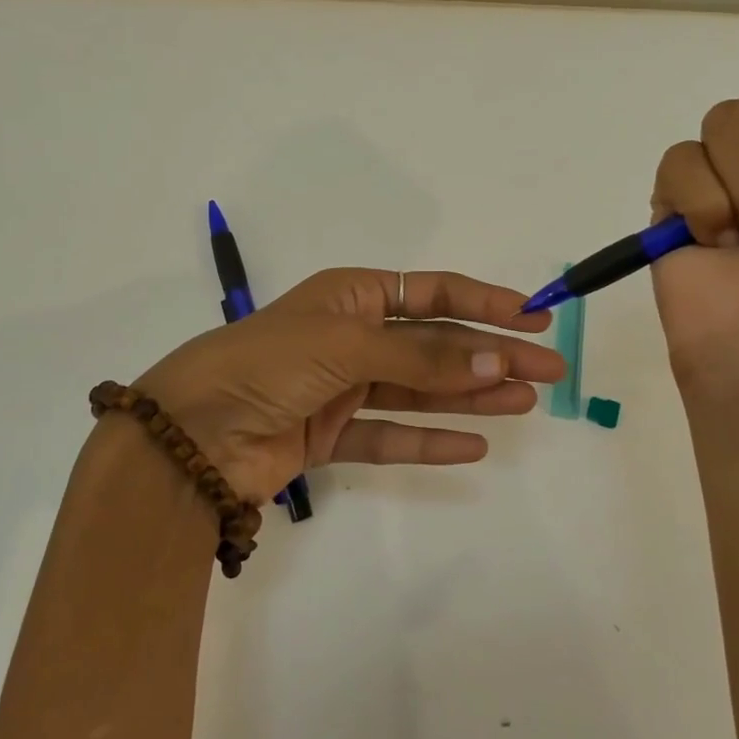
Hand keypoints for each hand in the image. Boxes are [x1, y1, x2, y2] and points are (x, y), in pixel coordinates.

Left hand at [134, 268, 563, 503]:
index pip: (432, 293)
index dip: (484, 302)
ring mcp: (341, 388)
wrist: (191, 434)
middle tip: (548, 370)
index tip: (534, 316)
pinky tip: (474, 444)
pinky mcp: (330, 435)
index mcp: (350, 296)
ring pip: (420, 390)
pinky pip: (391, 436)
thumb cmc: (269, 362)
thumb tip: (500, 359)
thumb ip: (424, 355)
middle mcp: (350, 337)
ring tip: (525, 402)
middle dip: (492, 354)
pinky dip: (430, 441)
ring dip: (472, 395)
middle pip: (435, 344)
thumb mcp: (349, 344)